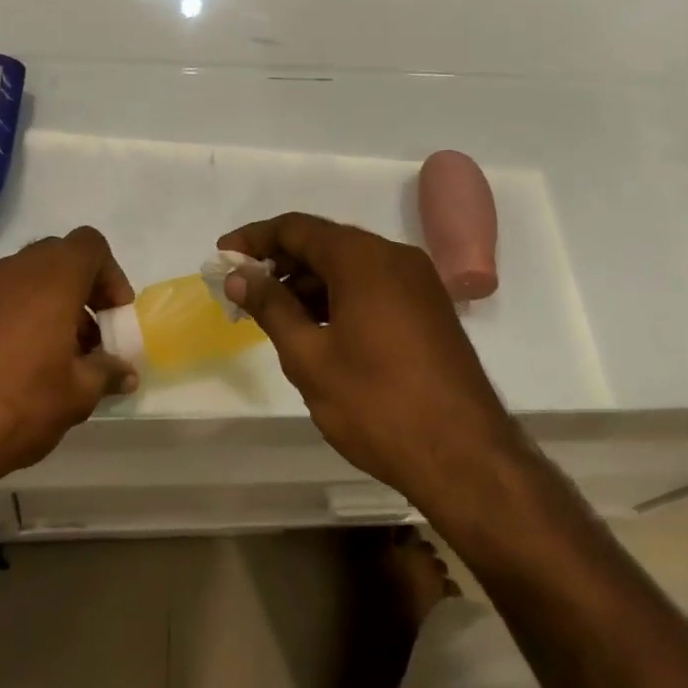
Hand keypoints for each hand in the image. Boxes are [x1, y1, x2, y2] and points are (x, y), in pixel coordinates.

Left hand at [0, 227, 137, 488]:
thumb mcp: (78, 393)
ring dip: (56, 304)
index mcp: (54, 276)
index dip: (111, 275)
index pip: (91, 245)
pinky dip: (27, 315)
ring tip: (65, 356)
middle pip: (61, 258)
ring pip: (33, 278)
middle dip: (84, 290)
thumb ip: (106, 372)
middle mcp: (19, 270)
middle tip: (94, 335)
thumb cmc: (21, 400)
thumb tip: (125, 372)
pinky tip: (29, 363)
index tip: (115, 317)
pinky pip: (7, 298)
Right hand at [218, 213, 513, 505]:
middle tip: (243, 290)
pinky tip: (317, 327)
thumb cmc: (377, 404)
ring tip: (274, 313)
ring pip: (350, 267)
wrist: (466, 459)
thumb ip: (271, 307)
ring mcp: (418, 283)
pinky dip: (339, 296)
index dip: (254, 239)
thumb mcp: (309, 356)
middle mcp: (395, 257)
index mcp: (364, 259)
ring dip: (309, 282)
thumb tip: (239, 276)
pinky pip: (373, 286)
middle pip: (325, 243)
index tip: (222, 255)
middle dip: (281, 263)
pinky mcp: (430, 310)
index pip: (297, 229)